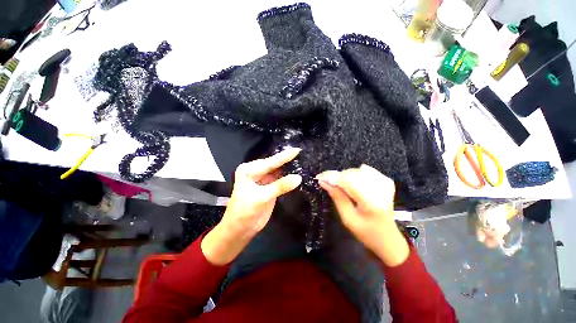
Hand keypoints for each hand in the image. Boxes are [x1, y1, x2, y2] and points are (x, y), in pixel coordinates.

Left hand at [201, 148, 301, 264]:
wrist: (240, 230)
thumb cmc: (245, 212)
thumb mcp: (261, 197)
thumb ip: (280, 186)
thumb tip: (298, 177)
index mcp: (249, 170)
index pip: (270, 162)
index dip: (284, 156)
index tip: (298, 150)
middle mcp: (256, 171)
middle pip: (274, 164)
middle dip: (288, 160)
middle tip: (304, 154)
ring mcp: (263, 179)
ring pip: (279, 171)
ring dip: (289, 168)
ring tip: (304, 161)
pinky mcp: (269, 186)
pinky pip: (281, 179)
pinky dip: (289, 177)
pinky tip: (298, 172)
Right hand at [316, 165, 408, 266]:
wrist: (388, 238)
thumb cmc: (366, 233)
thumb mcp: (348, 218)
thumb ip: (337, 198)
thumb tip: (324, 182)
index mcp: (370, 201)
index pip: (347, 180)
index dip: (331, 176)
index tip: (319, 178)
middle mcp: (380, 189)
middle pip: (351, 173)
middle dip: (337, 177)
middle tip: (329, 184)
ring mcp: (385, 184)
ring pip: (357, 170)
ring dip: (345, 176)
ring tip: (342, 187)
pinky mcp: (386, 182)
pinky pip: (367, 170)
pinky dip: (356, 174)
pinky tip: (354, 183)